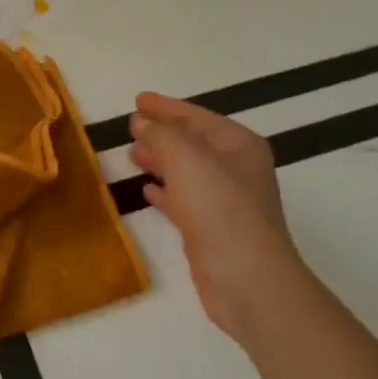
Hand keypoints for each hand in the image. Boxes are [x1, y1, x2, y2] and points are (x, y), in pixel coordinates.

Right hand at [129, 92, 308, 345]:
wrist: (246, 278)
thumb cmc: (219, 208)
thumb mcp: (186, 158)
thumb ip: (162, 134)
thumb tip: (142, 122)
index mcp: (238, 145)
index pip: (197, 117)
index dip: (166, 107)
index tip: (137, 100)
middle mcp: (236, 169)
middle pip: (193, 142)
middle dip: (162, 133)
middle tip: (131, 126)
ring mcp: (225, 201)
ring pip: (186, 171)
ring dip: (160, 161)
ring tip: (132, 155)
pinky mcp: (212, 229)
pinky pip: (183, 200)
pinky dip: (164, 192)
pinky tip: (146, 191)